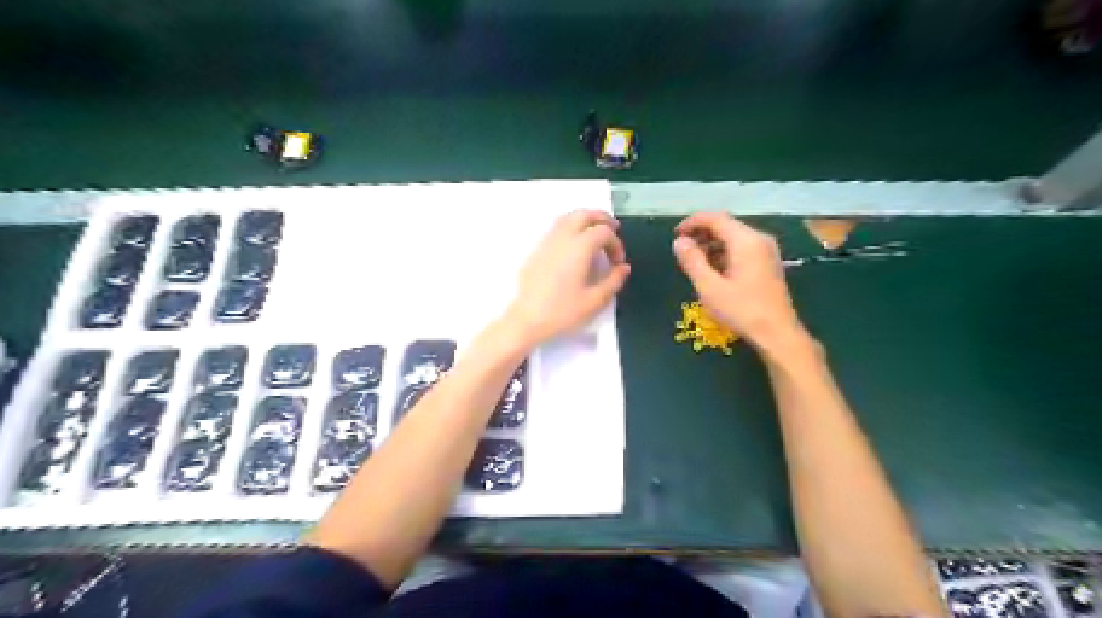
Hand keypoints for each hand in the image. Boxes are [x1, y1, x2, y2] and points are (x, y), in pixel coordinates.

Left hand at [504, 211, 632, 346]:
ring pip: (567, 218)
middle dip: (602, 219)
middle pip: (584, 214)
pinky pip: (556, 229)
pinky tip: (574, 246)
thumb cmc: (562, 311)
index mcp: (580, 247)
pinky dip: (570, 228)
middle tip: (613, 230)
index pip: (604, 232)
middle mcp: (563, 238)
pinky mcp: (537, 250)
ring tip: (595, 234)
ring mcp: (547, 242)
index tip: (618, 262)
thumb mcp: (595, 301)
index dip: (616, 243)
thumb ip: (613, 281)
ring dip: (584, 220)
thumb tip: (623, 268)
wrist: (526, 319)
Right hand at [673, 214, 806, 353]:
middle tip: (682, 250)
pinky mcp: (768, 264)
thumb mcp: (709, 287)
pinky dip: (724, 253)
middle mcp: (759, 239)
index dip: (693, 222)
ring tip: (694, 261)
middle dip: (702, 234)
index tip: (675, 234)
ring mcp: (767, 251)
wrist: (777, 333)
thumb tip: (679, 241)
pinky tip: (713, 270)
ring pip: (734, 238)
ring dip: (712, 244)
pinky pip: (742, 249)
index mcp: (745, 241)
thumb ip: (692, 261)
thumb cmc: (741, 310)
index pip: (716, 219)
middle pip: (726, 226)